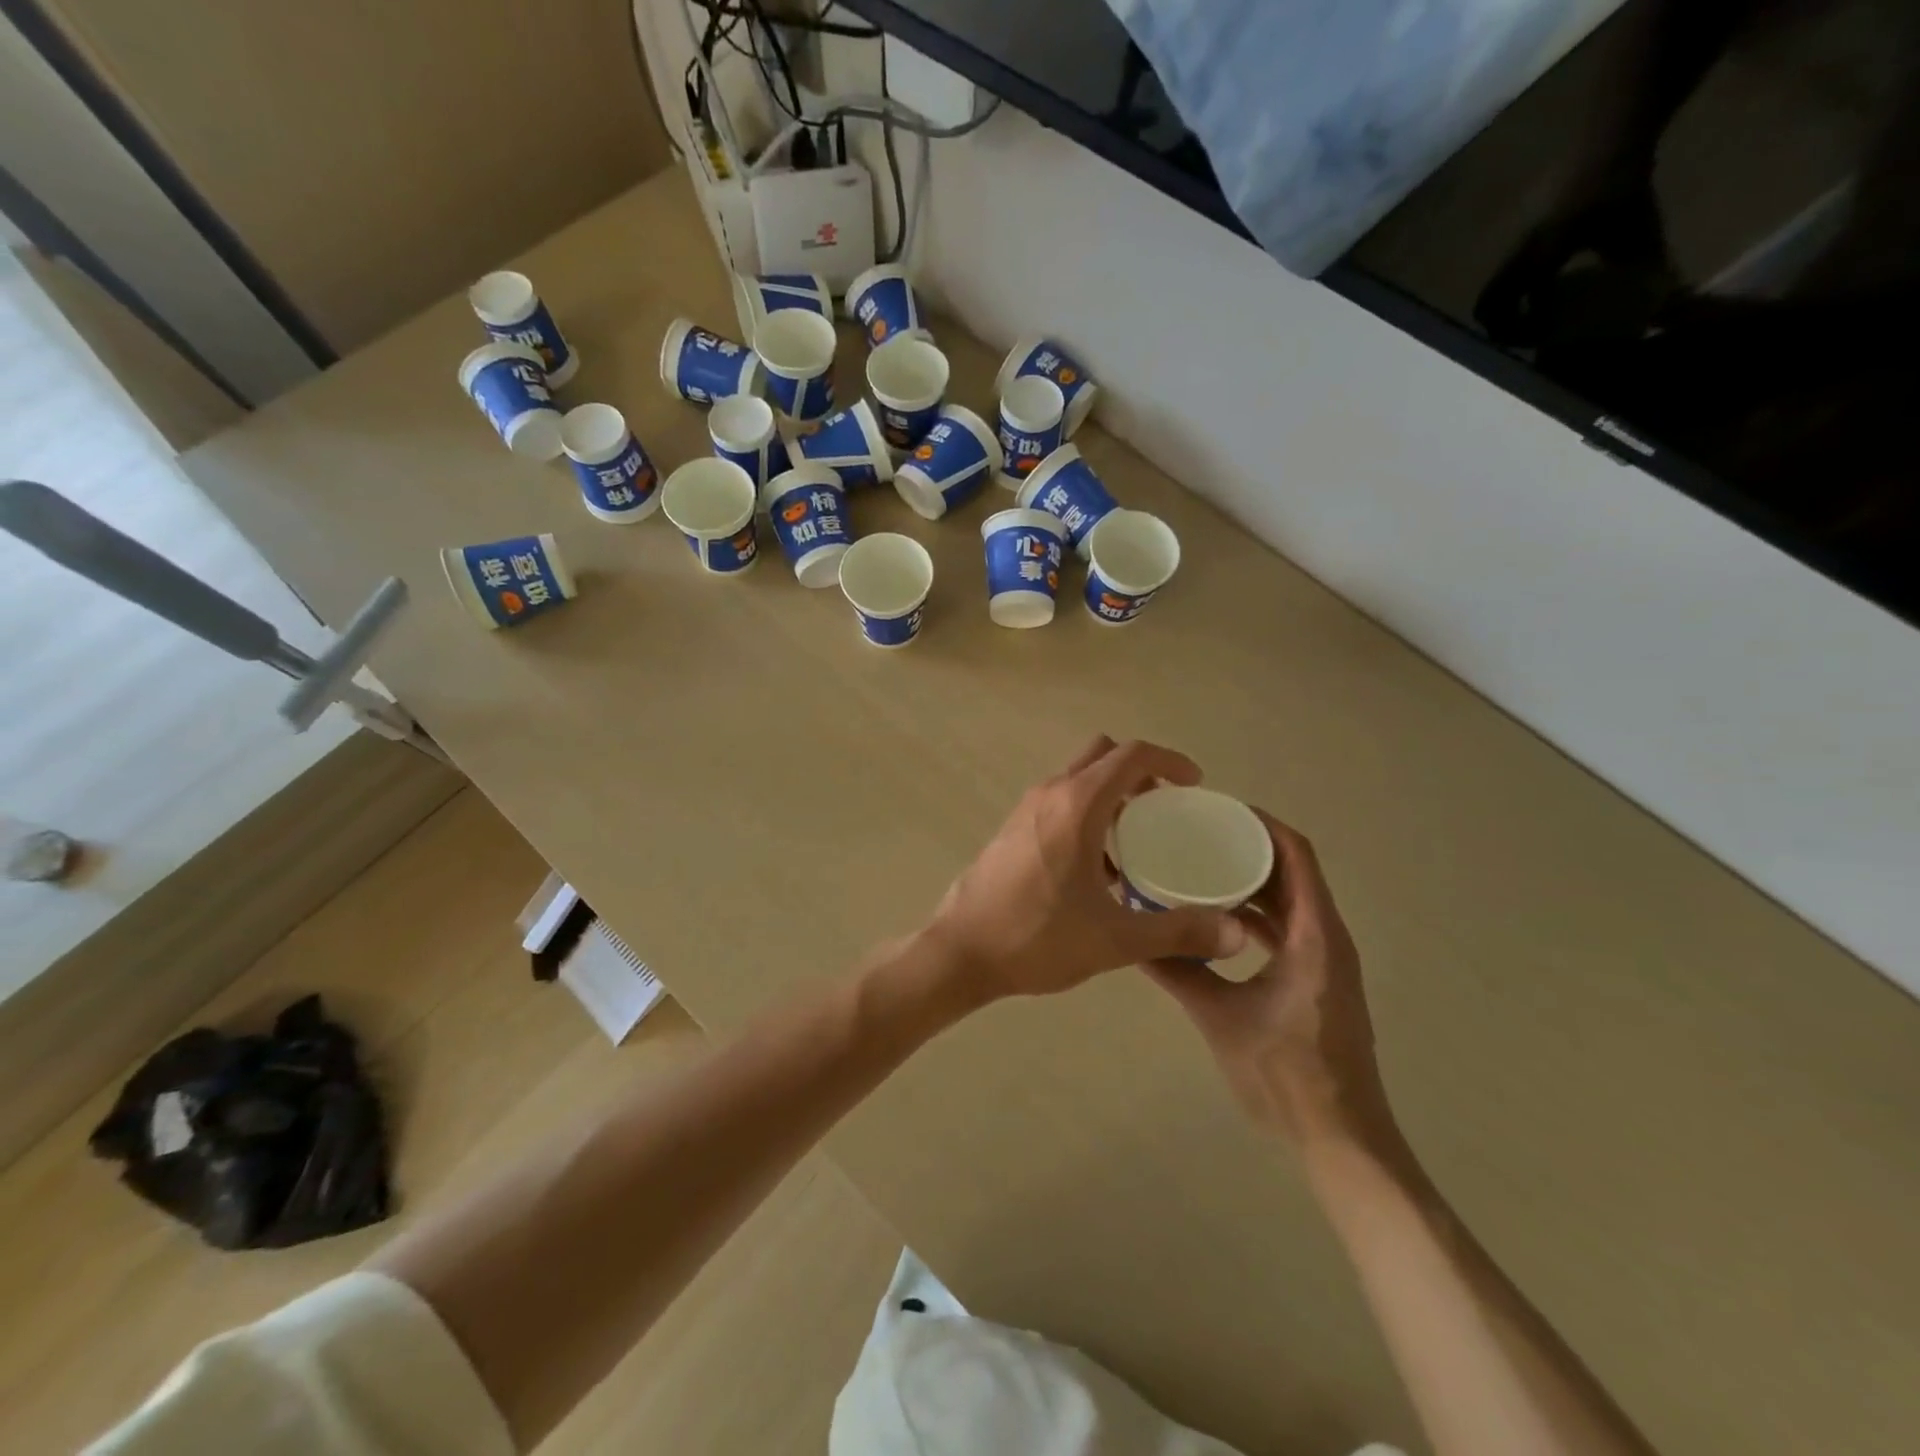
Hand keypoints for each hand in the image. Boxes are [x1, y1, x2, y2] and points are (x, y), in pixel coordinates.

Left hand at [928, 737, 1247, 1000]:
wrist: (960, 951)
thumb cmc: (1036, 938)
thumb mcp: (1115, 940)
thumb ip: (1178, 932)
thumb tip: (1235, 933)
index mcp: (1077, 805)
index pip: (1132, 755)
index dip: (1170, 761)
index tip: (1196, 786)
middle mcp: (1049, 794)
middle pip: (1103, 756)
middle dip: (1140, 772)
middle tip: (1167, 808)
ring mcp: (1026, 810)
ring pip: (1078, 779)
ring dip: (1112, 794)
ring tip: (1139, 840)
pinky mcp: (1012, 830)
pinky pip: (1059, 803)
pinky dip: (1087, 813)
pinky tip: (1099, 869)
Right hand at [1145, 811, 1394, 1148]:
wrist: (1341, 1138)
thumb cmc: (1286, 1075)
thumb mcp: (1220, 1018)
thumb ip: (1177, 973)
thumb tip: (1130, 939)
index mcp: (1313, 936)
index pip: (1296, 855)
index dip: (1261, 824)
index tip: (1216, 809)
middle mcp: (1327, 937)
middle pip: (1293, 871)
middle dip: (1249, 847)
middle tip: (1197, 834)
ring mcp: (1326, 960)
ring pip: (1290, 900)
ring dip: (1252, 880)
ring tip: (1201, 867)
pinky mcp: (1318, 979)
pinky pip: (1287, 927)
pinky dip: (1256, 913)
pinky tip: (1216, 920)